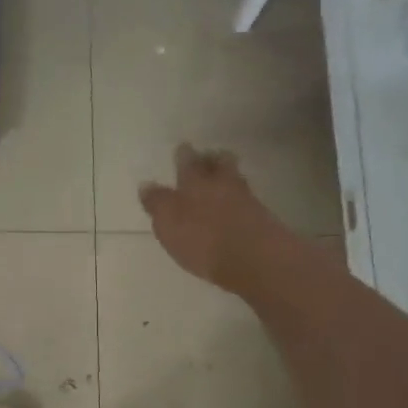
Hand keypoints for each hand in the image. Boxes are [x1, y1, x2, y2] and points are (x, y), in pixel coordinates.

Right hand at [139, 144, 293, 296]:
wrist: (253, 259)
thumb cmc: (202, 239)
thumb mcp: (168, 223)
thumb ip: (157, 203)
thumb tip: (146, 185)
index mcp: (195, 182)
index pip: (187, 162)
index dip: (183, 155)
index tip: (182, 149)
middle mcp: (222, 184)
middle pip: (219, 163)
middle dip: (212, 159)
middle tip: (207, 158)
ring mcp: (246, 199)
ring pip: (235, 179)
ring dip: (228, 177)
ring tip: (220, 182)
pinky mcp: (262, 219)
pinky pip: (247, 201)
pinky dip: (239, 200)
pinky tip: (234, 209)